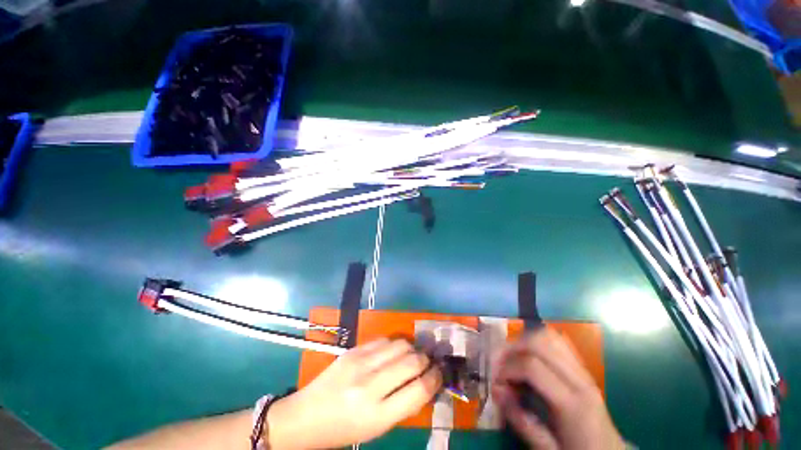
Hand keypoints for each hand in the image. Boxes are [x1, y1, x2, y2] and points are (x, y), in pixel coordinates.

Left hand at [267, 338, 441, 448]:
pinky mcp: (353, 350)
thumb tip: (425, 383)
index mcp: (377, 414)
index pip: (418, 390)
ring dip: (411, 348)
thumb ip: (402, 405)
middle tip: (428, 361)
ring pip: (399, 345)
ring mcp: (360, 363)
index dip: (435, 378)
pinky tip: (393, 351)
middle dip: (425, 359)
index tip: (439, 373)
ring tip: (412, 354)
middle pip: (411, 361)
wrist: (305, 416)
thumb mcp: (376, 429)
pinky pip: (383, 339)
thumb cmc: (343, 429)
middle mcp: (370, 385)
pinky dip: (394, 344)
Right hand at [491, 328, 623, 449]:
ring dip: (525, 341)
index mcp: (573, 404)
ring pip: (549, 336)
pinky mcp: (583, 368)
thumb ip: (521, 420)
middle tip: (499, 364)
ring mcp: (584, 371)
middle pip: (539, 343)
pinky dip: (538, 341)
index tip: (496, 380)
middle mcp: (580, 380)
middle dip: (512, 348)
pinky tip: (530, 355)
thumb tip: (495, 389)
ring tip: (512, 357)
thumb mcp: (547, 449)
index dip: (507, 368)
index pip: (532, 367)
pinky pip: (558, 342)